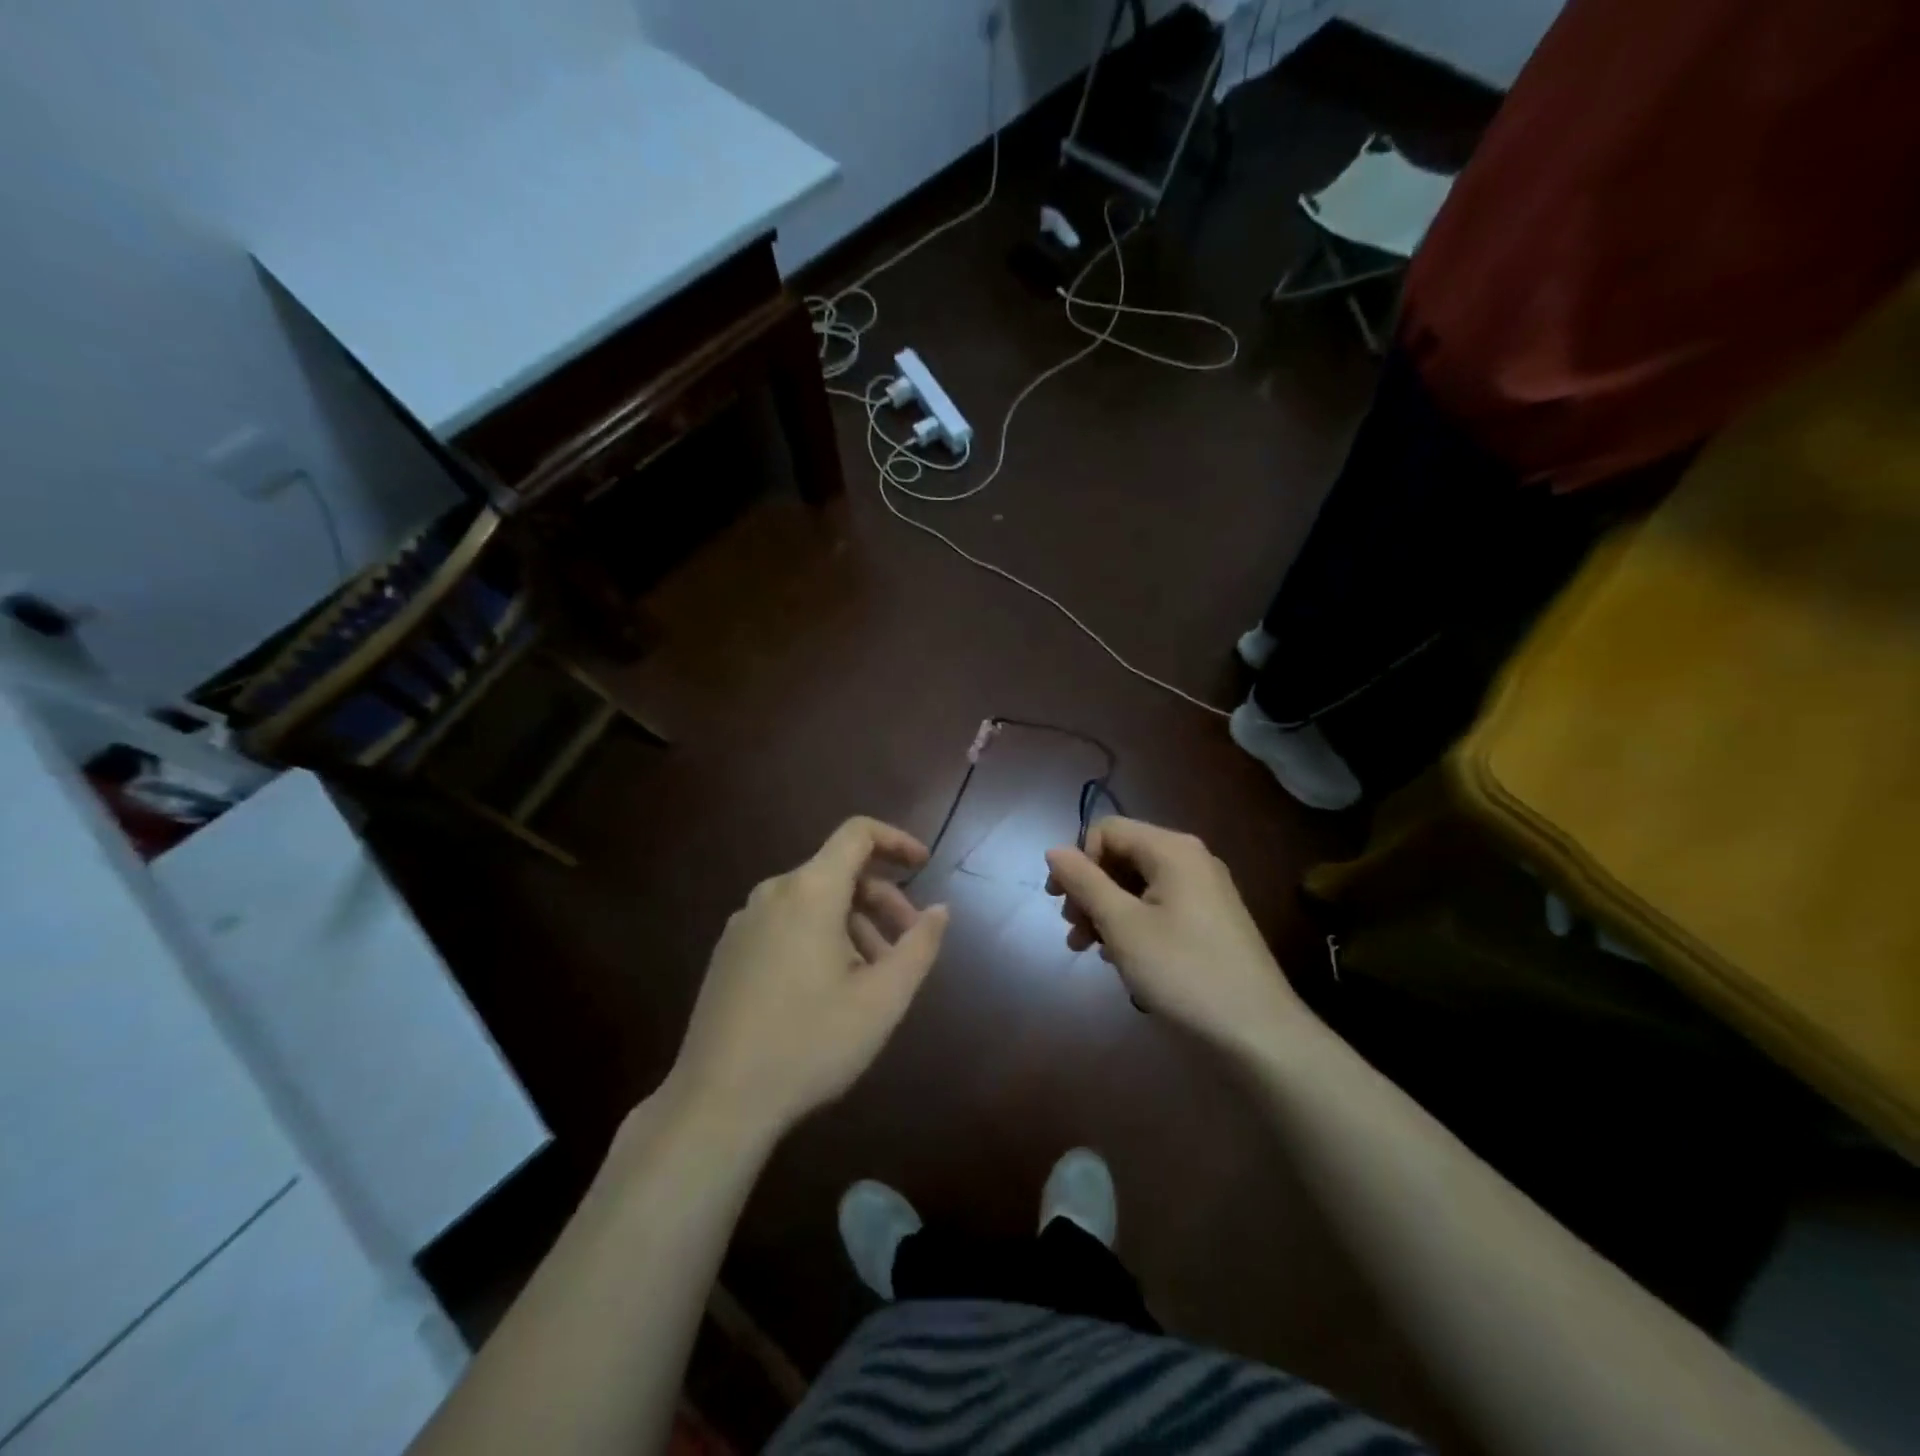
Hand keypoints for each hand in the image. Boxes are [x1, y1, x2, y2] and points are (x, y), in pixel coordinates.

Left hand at [667, 817, 949, 1142]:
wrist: (717, 1101)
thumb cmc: (810, 1043)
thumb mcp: (882, 999)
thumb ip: (919, 946)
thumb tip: (940, 910)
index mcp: (810, 891)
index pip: (857, 834)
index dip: (896, 840)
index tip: (925, 864)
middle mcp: (773, 894)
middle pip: (838, 872)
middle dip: (882, 900)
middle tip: (907, 945)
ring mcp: (744, 923)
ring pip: (813, 903)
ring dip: (853, 925)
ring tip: (873, 978)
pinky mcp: (729, 953)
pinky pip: (786, 924)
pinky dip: (820, 937)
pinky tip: (830, 990)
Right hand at [1045, 817, 1303, 1052]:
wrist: (1257, 1033)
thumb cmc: (1182, 971)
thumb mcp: (1123, 926)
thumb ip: (1085, 882)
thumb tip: (1054, 850)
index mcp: (1172, 850)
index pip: (1106, 830)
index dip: (1079, 861)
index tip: (1063, 902)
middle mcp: (1190, 860)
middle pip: (1122, 856)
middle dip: (1089, 889)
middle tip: (1072, 929)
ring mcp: (1204, 891)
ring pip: (1138, 885)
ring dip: (1105, 911)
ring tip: (1086, 949)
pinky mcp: (1210, 921)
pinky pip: (1158, 907)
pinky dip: (1132, 924)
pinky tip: (1120, 958)